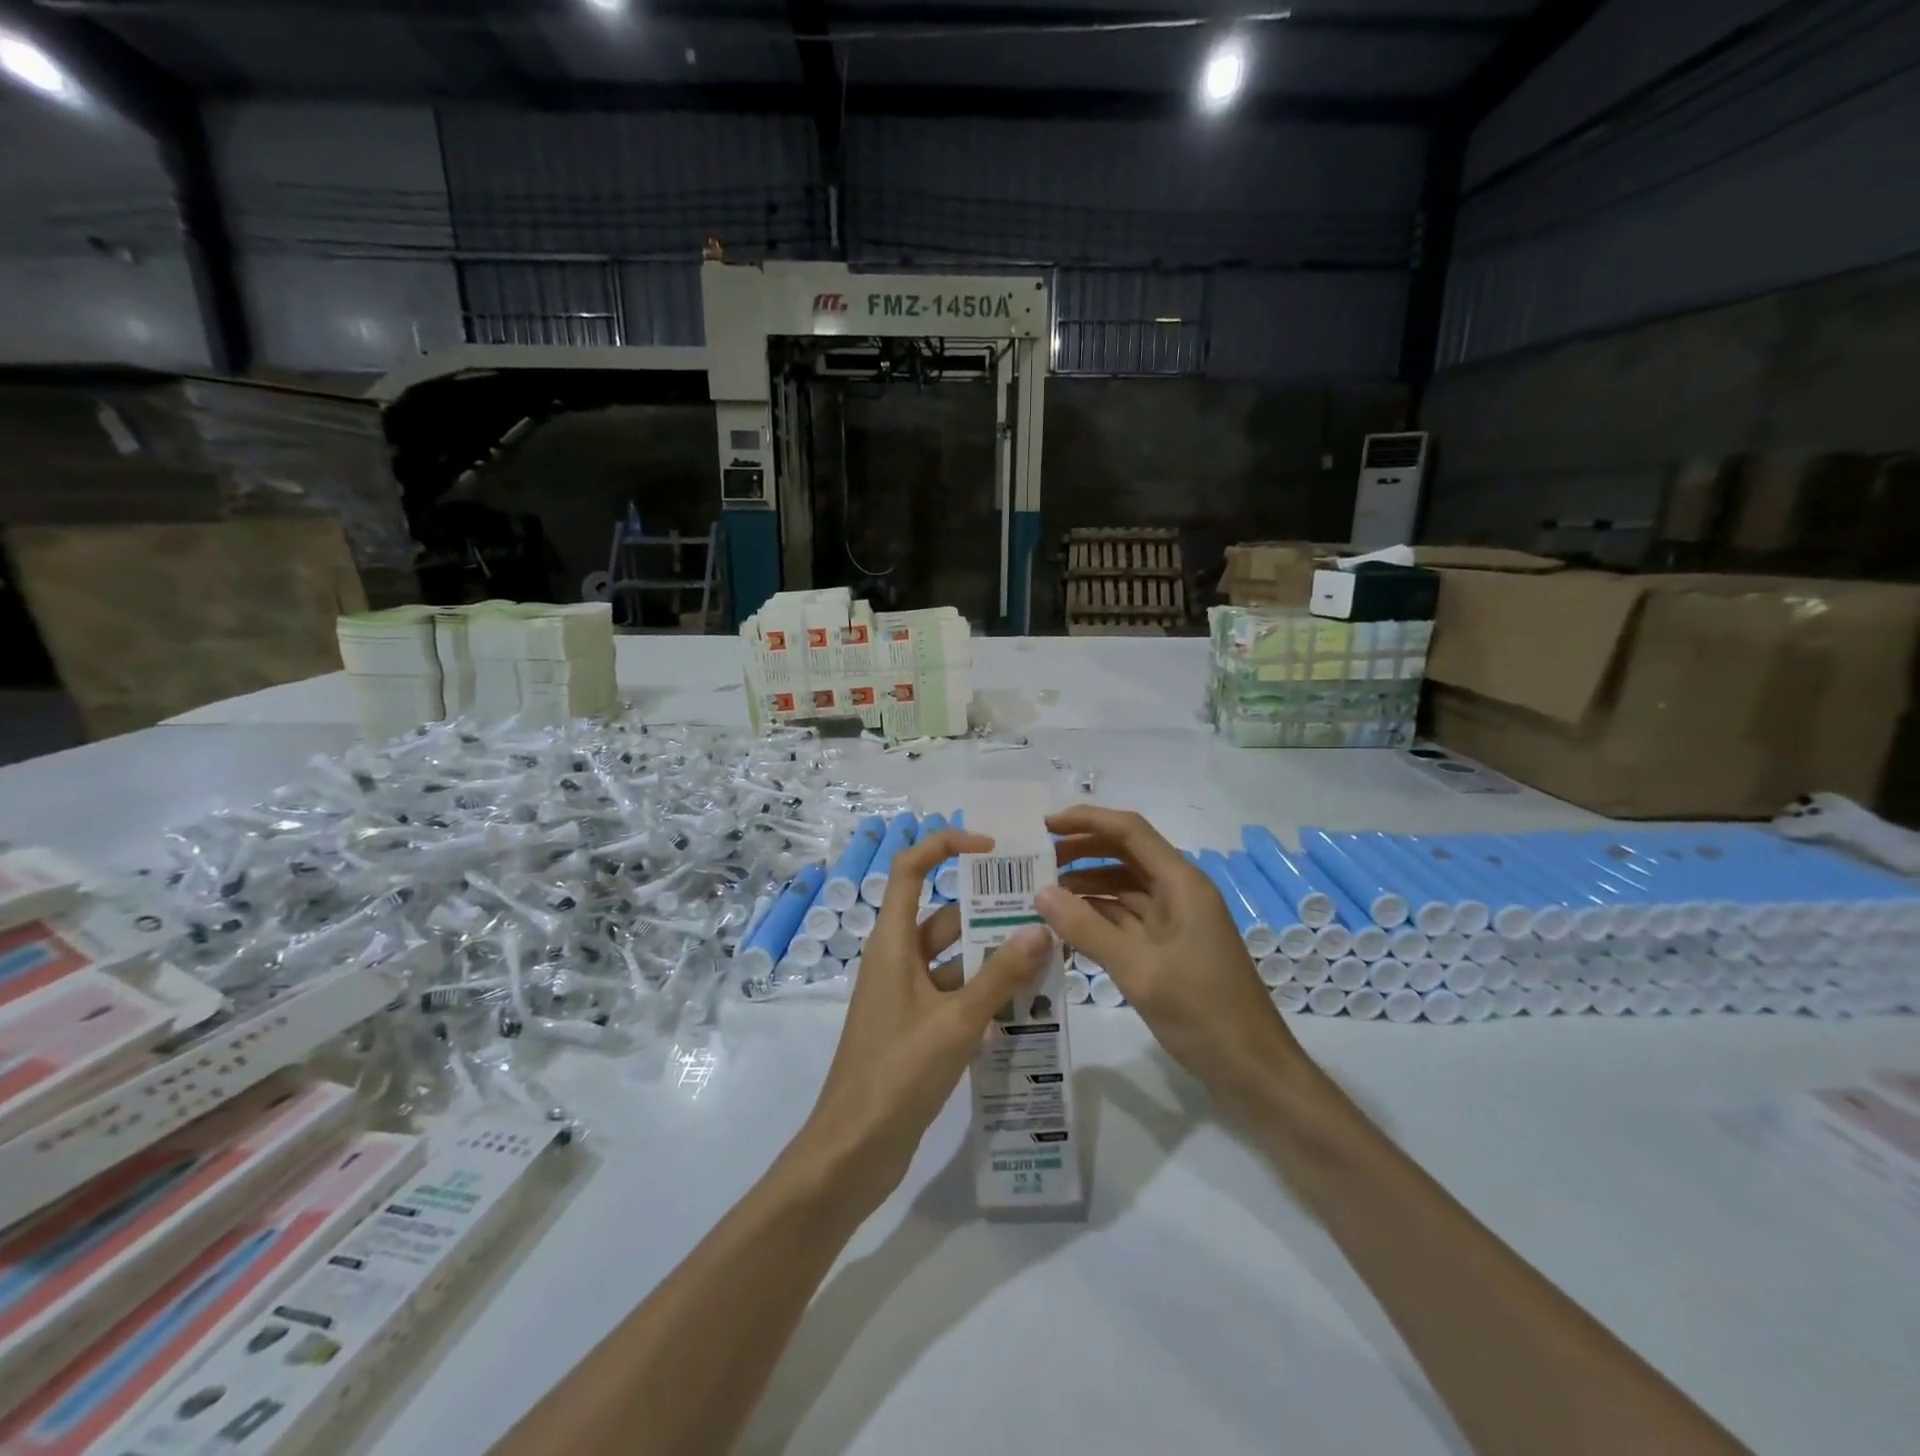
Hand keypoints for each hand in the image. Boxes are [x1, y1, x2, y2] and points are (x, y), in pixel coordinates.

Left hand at [790, 828, 1050, 1214]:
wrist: (853, 1151)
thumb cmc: (897, 1074)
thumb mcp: (956, 1022)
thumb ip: (1000, 976)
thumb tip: (1041, 928)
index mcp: (893, 943)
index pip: (911, 869)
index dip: (945, 846)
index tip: (992, 848)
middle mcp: (897, 959)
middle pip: (944, 915)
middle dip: (989, 910)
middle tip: (1043, 910)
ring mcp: (906, 995)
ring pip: (954, 958)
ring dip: (993, 956)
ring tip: (1048, 956)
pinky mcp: (916, 1027)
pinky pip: (955, 993)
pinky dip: (985, 992)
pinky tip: (1028, 1003)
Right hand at [1036, 806, 1312, 1113]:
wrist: (1254, 1071)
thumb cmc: (1203, 1013)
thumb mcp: (1139, 969)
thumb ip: (1087, 929)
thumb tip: (1040, 892)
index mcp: (1181, 883)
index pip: (1129, 831)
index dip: (1086, 821)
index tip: (1043, 825)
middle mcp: (1178, 892)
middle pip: (1125, 855)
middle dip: (1081, 851)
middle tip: (1035, 861)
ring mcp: (1175, 921)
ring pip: (1123, 888)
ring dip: (1085, 886)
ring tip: (1041, 892)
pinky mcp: (1168, 948)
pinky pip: (1126, 919)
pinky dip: (1097, 917)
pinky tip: (1066, 926)